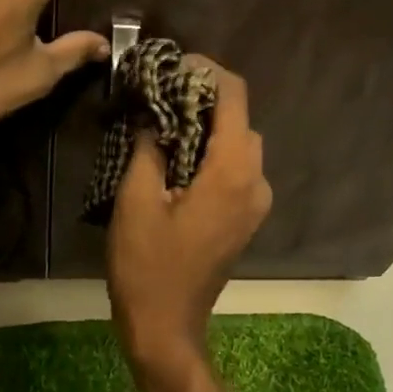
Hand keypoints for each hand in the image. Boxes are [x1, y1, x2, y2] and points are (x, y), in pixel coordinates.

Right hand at [107, 58, 272, 373]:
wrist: (166, 326)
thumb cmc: (147, 265)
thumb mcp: (136, 200)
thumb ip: (148, 146)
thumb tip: (153, 114)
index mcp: (233, 171)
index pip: (234, 97)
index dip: (205, 71)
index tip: (171, 66)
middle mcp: (255, 182)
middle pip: (239, 120)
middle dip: (203, 100)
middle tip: (159, 96)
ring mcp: (254, 204)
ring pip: (239, 146)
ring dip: (207, 129)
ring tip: (163, 125)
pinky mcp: (245, 220)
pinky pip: (235, 172)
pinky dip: (211, 155)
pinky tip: (177, 160)